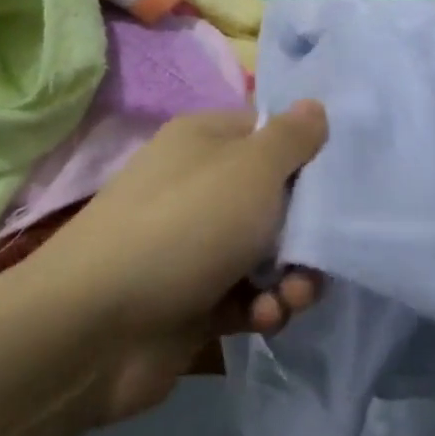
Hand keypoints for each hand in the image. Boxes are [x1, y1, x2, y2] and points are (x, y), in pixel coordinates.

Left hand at [30, 101, 327, 422]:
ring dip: (292, 278)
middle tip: (319, 254)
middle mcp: (201, 187)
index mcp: (207, 142)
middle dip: (306, 231)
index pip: (272, 134)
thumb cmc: (186, 226)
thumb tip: (315, 107)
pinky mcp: (194, 300)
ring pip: (269, 254)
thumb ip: (293, 137)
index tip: (339, 182)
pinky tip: (265, 318)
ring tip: (291, 298)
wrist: (95, 329)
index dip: (309, 156)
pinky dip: (264, 307)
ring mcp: (195, 246)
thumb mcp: (252, 169)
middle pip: (278, 199)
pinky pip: (248, 296)